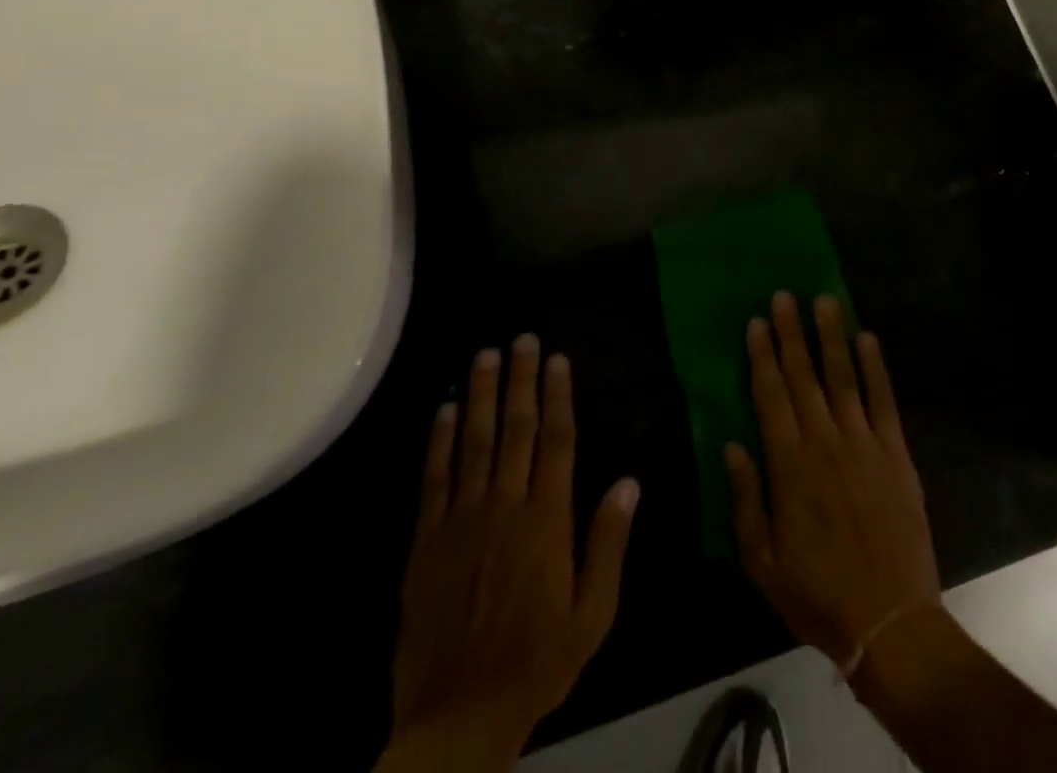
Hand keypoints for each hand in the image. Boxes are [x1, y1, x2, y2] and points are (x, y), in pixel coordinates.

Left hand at [381, 336, 640, 771]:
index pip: (556, 441)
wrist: (458, 716)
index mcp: (547, 520)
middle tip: (523, 338)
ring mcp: (462, 521)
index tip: (558, 360)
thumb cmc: (537, 661)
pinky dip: (440, 441)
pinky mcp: (427, 542)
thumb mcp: (593, 613)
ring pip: (474, 443)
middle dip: (521, 380)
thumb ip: (609, 543)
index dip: (557, 396)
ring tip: (486, 355)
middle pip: (515, 430)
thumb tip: (630, 481)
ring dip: (482, 395)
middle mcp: (505, 507)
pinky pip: (434, 480)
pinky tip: (446, 409)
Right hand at [726, 294, 939, 668]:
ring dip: (831, 337)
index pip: (771, 397)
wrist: (890, 621)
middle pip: (804, 377)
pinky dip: (875, 367)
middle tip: (783, 295)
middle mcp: (825, 442)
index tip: (756, 321)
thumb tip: (732, 443)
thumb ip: (745, 498)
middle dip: (791, 333)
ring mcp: (864, 444)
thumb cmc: (818, 594)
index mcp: (789, 466)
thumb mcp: (762, 561)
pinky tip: (868, 338)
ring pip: (843, 377)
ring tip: (823, 300)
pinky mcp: (896, 452)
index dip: (762, 357)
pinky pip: (883, 400)